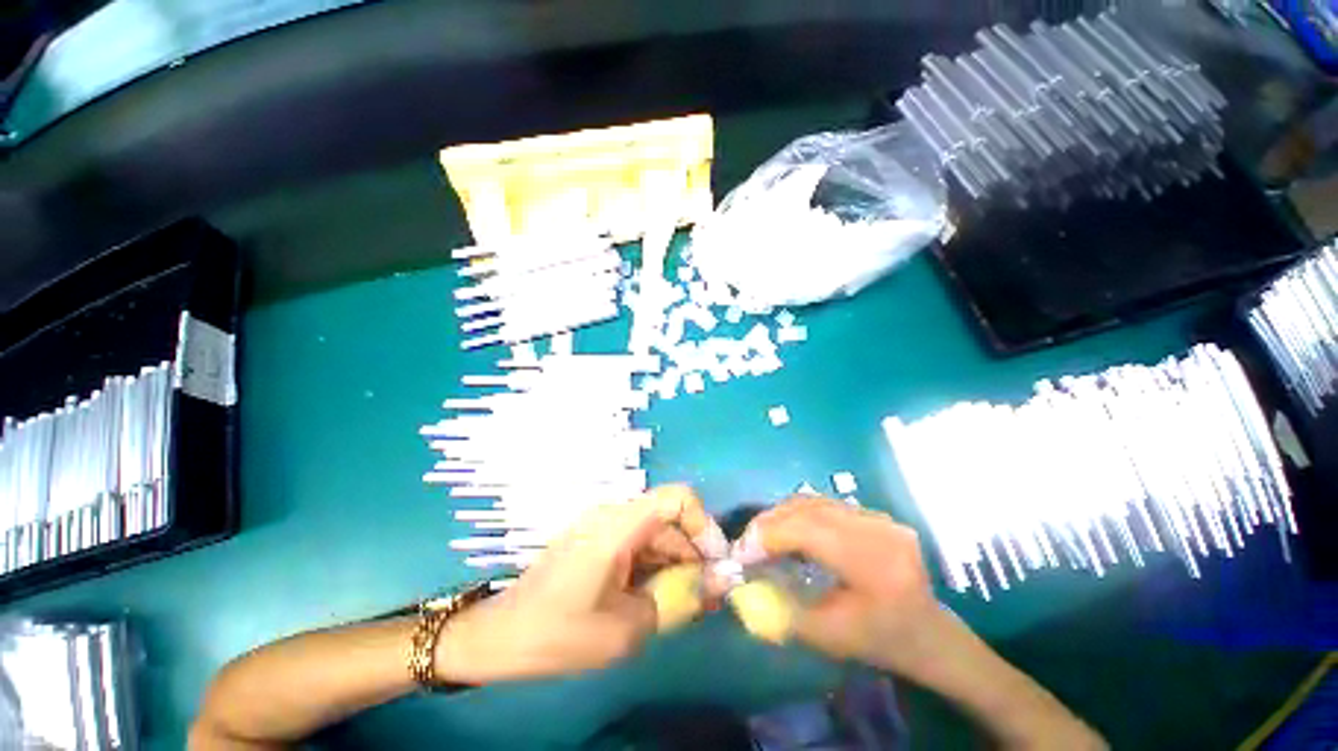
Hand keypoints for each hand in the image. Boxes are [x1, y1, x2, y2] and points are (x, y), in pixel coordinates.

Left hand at [435, 485, 715, 683]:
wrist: (500, 637)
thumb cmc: (560, 632)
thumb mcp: (627, 626)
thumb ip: (678, 600)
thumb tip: (719, 583)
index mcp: (620, 524)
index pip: (678, 497)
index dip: (704, 524)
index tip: (715, 563)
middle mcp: (614, 514)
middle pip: (669, 521)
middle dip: (693, 556)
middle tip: (706, 599)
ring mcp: (604, 526)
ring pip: (655, 534)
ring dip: (674, 566)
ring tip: (683, 606)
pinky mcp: (598, 540)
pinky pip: (637, 544)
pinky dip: (653, 567)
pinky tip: (656, 599)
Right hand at [738, 497, 946, 677]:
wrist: (930, 633)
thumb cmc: (881, 642)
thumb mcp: (828, 637)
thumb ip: (781, 611)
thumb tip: (741, 587)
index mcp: (875, 565)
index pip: (808, 531)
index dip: (768, 535)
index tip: (740, 553)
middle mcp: (878, 530)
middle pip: (808, 510)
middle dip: (769, 524)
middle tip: (746, 544)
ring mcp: (878, 516)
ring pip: (813, 502)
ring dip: (781, 516)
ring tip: (762, 537)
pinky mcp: (874, 512)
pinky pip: (825, 504)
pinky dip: (798, 514)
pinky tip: (788, 531)